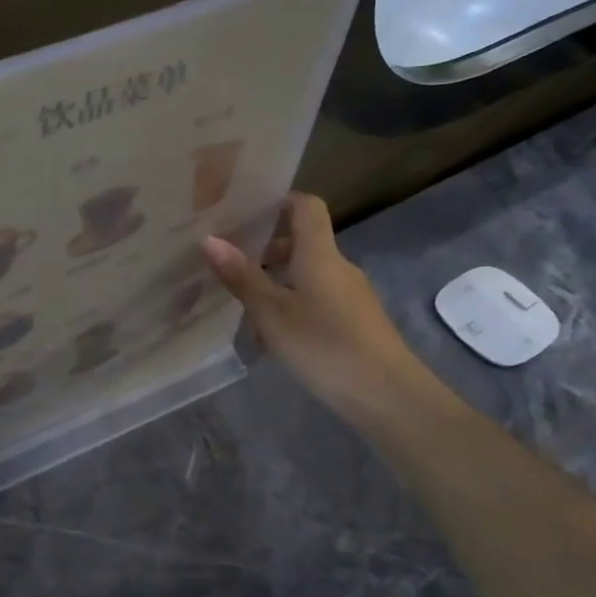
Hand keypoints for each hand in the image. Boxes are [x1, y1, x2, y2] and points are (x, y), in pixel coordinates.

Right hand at [202, 192, 426, 419]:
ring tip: (244, 302)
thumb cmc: (324, 345)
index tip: (246, 211)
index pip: (306, 206)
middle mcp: (338, 266)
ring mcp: (351, 294)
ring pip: (308, 273)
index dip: (279, 201)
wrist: (387, 395)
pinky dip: (293, 302)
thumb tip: (209, 239)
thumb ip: (242, 277)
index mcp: (319, 254)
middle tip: (229, 262)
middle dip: (266, 249)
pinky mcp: (356, 321)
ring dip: (277, 280)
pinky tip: (273, 332)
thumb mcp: (272, 313)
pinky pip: (318, 297)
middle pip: (303, 242)